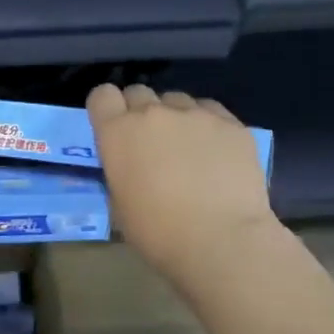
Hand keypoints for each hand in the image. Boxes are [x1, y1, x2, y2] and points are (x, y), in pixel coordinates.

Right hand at [87, 84, 276, 281]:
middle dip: (140, 111)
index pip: (102, 95)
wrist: (221, 240)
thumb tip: (131, 166)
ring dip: (175, 117)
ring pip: (177, 100)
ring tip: (187, 147)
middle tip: (150, 142)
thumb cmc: (158, 232)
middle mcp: (153, 113)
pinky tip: (215, 152)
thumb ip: (120, 170)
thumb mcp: (119, 203)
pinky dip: (207, 125)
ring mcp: (195, 114)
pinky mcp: (231, 123)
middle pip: (139, 92)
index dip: (107, 109)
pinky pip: (211, 111)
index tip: (113, 128)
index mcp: (117, 132)